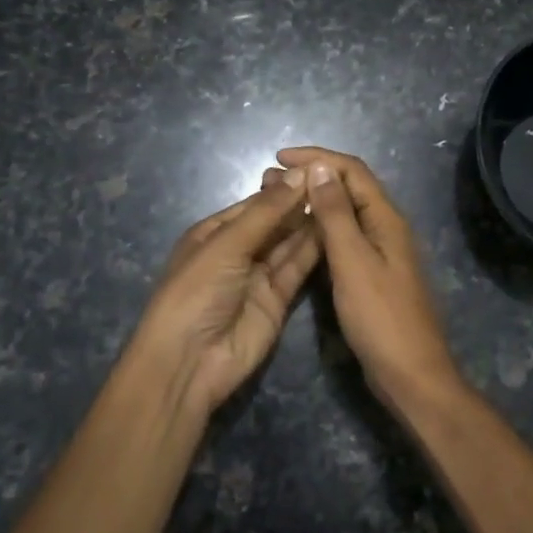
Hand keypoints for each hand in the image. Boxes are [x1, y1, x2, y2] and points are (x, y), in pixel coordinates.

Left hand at [128, 172, 319, 416]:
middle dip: (299, 204)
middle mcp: (238, 251)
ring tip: (343, 199)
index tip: (317, 169)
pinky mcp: (278, 300)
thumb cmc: (196, 292)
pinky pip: (298, 268)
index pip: (255, 204)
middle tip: (336, 182)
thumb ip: (267, 211)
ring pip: (289, 244)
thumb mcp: (227, 245)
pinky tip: (337, 229)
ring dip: (311, 224)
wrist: (189, 362)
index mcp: (214, 233)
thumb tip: (300, 173)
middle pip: (275, 222)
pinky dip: (315, 251)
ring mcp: (258, 276)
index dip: (283, 188)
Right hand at [275, 147, 463, 407]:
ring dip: (314, 201)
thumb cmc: (381, 317)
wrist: (411, 374)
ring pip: (346, 213)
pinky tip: (300, 236)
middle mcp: (386, 227)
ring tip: (278, 201)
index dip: (317, 158)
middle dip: (312, 176)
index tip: (279, 158)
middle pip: (349, 187)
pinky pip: (346, 238)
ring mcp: (382, 252)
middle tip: (270, 180)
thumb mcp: (352, 261)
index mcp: (386, 219)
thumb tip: (321, 167)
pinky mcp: (374, 274)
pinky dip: (321, 228)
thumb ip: (336, 214)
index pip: (352, 170)